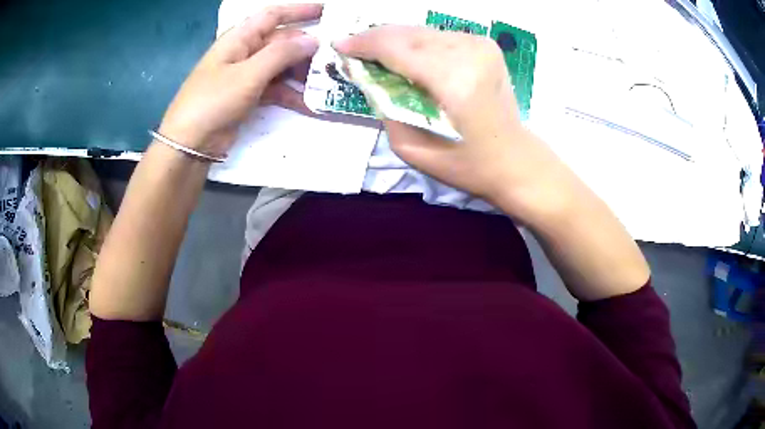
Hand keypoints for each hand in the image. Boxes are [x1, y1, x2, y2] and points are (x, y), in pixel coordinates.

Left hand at [159, 4, 321, 155]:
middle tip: (334, 59)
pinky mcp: (248, 96)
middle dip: (307, 49)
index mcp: (240, 38)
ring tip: (327, 83)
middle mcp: (244, 52)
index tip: (327, 12)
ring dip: (302, 73)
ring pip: (281, 66)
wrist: (189, 144)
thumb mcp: (248, 74)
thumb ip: (281, 54)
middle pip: (282, 42)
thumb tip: (313, 39)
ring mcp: (246, 75)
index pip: (273, 15)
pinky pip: (275, 88)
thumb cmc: (213, 101)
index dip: (299, 10)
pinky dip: (291, 94)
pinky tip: (309, 103)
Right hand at [334, 26, 566, 221]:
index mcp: (453, 81)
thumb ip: (385, 105)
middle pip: (407, 33)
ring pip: (421, 31)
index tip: (339, 46)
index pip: (395, 47)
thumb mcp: (411, 147)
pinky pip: (438, 36)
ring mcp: (481, 45)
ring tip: (378, 55)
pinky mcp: (485, 44)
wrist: (513, 159)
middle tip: (354, 50)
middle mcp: (469, 53)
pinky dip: (418, 43)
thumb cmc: (464, 163)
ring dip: (396, 40)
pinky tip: (409, 57)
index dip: (362, 44)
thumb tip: (366, 74)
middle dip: (375, 39)